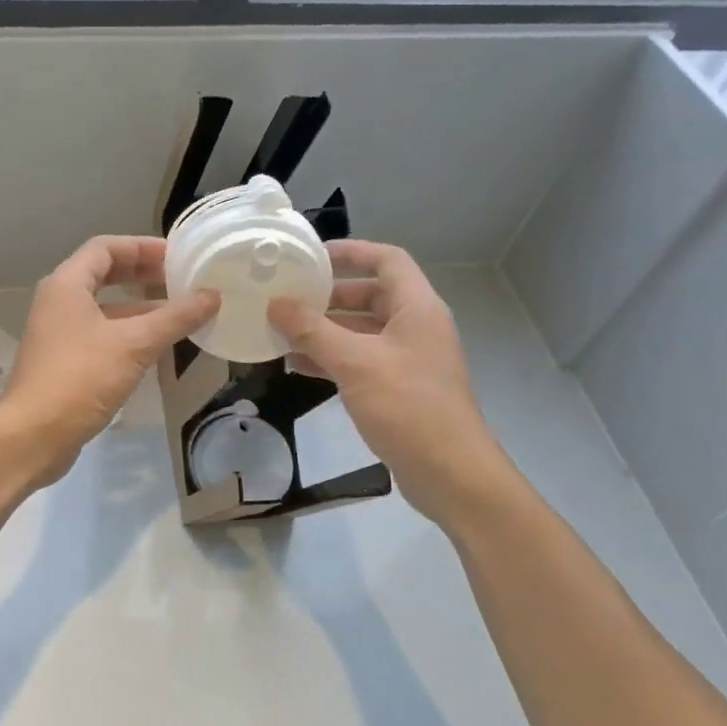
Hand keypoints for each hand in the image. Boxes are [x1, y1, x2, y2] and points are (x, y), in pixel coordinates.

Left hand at [0, 235, 218, 484]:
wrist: (32, 436)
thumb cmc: (80, 379)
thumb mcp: (134, 344)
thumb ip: (175, 318)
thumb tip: (212, 296)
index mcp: (67, 285)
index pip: (106, 247)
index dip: (143, 247)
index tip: (178, 256)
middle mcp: (58, 302)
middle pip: (103, 274)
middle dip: (142, 274)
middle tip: (179, 280)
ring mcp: (58, 334)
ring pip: (104, 308)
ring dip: (139, 307)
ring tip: (178, 314)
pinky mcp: (63, 363)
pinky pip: (101, 335)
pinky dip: (128, 334)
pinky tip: (156, 348)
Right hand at [269, 239, 510, 521]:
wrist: (450, 474)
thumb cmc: (407, 407)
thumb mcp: (354, 363)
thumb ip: (313, 331)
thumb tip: (276, 303)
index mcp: (417, 308)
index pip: (387, 260)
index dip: (351, 252)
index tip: (312, 256)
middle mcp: (416, 327)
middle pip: (372, 295)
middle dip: (329, 296)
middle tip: (289, 297)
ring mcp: (409, 359)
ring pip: (362, 331)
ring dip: (325, 330)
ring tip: (282, 331)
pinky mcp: (399, 388)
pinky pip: (361, 360)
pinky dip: (332, 359)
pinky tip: (298, 366)